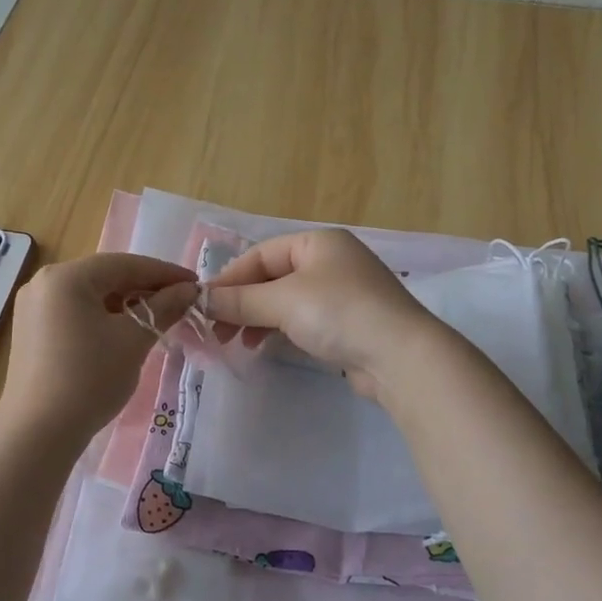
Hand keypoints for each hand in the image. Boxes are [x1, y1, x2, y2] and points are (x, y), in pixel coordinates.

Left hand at [0, 253, 197, 444]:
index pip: (125, 264)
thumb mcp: (133, 340)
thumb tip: (189, 290)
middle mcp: (44, 283)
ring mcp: (33, 307)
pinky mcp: (31, 331)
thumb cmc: (89, 379)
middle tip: (180, 303)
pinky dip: (102, 317)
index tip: (195, 285)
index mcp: (66, 277)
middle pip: (105, 276)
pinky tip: (124, 333)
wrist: (38, 434)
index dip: (164, 273)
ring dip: (125, 304)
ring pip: (90, 295)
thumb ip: (164, 308)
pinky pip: (74, 312)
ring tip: (156, 319)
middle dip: (144, 288)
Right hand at [203, 229, 444, 401]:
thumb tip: (200, 300)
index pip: (261, 254)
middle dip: (242, 302)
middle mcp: (331, 261)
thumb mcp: (283, 301)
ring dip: (257, 318)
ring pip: (285, 301)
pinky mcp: (348, 324)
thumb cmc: (339, 313)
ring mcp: (342, 294)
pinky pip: (302, 320)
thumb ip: (239, 300)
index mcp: (318, 243)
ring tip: (236, 342)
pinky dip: (279, 330)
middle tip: (216, 329)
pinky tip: (264, 346)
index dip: (230, 279)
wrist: (401, 357)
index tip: (205, 306)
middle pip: (272, 277)